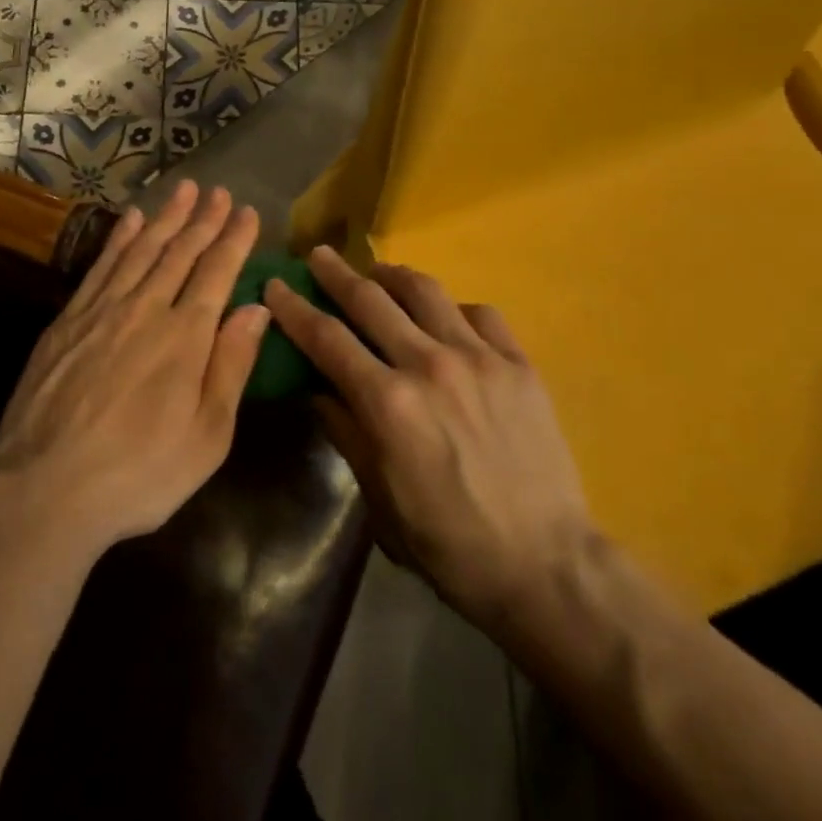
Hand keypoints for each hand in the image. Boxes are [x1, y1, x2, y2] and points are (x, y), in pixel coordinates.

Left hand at [0, 181, 268, 558]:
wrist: (46, 490)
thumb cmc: (140, 473)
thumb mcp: (207, 436)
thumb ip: (232, 365)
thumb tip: (256, 308)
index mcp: (185, 336)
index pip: (217, 272)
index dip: (234, 239)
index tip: (247, 212)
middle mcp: (146, 309)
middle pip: (180, 252)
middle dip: (203, 219)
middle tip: (219, 190)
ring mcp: (103, 310)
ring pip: (142, 250)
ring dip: (165, 217)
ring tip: (183, 189)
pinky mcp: (68, 320)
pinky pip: (101, 266)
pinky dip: (119, 239)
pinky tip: (130, 221)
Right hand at [264, 246, 593, 631]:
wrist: (546, 564)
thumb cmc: (450, 545)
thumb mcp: (380, 498)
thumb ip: (346, 433)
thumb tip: (318, 388)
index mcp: (388, 403)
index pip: (327, 338)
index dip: (295, 308)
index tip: (275, 285)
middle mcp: (429, 365)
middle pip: (371, 300)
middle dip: (336, 274)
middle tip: (318, 255)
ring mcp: (479, 358)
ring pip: (425, 291)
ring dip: (392, 275)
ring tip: (378, 273)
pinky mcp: (518, 363)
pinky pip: (479, 313)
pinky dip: (452, 307)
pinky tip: (445, 317)